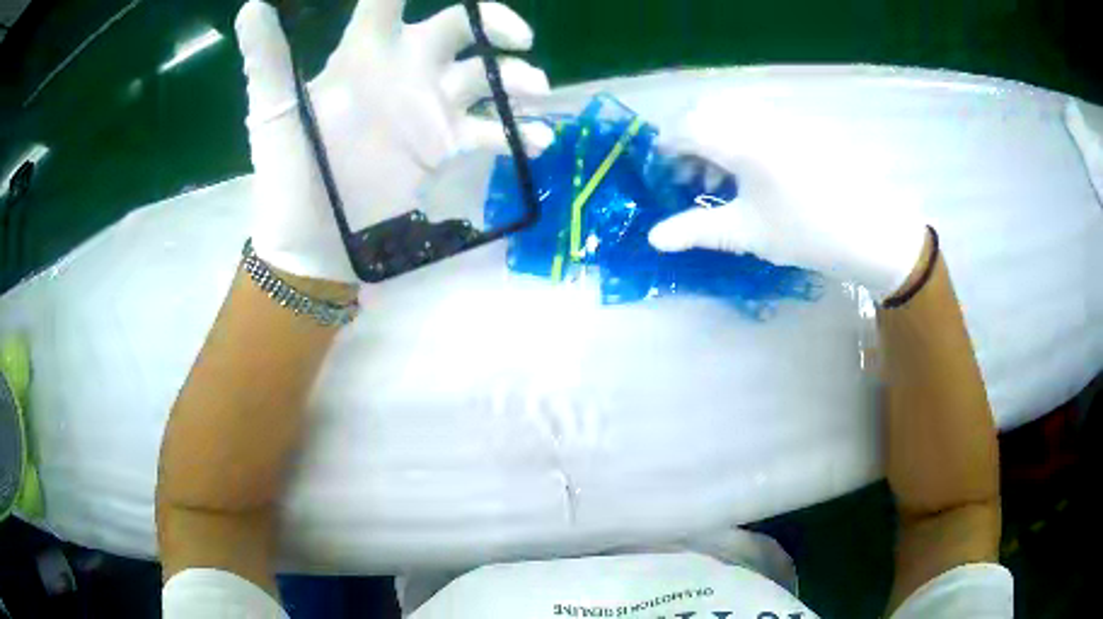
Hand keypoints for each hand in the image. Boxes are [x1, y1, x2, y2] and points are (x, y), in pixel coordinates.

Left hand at [235, 0, 552, 282]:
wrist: (312, 242)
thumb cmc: (288, 173)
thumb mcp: (274, 114)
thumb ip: (267, 60)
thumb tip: (252, 5)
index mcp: (365, 53)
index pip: (391, 0)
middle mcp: (404, 70)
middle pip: (461, 27)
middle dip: (495, 22)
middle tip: (518, 38)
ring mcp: (428, 108)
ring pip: (485, 76)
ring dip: (516, 78)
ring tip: (534, 92)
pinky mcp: (443, 146)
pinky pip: (490, 131)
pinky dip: (517, 134)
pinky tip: (536, 142)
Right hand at [647, 90, 927, 300]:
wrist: (870, 231)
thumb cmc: (807, 234)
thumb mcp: (747, 234)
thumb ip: (695, 231)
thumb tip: (653, 238)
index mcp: (743, 141)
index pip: (687, 127)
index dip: (666, 147)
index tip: (661, 173)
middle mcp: (759, 118)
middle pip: (705, 110)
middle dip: (688, 139)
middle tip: (690, 178)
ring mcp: (781, 118)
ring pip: (730, 111)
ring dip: (713, 136)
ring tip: (719, 180)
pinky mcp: (798, 124)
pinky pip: (755, 117)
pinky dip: (738, 135)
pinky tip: (749, 172)